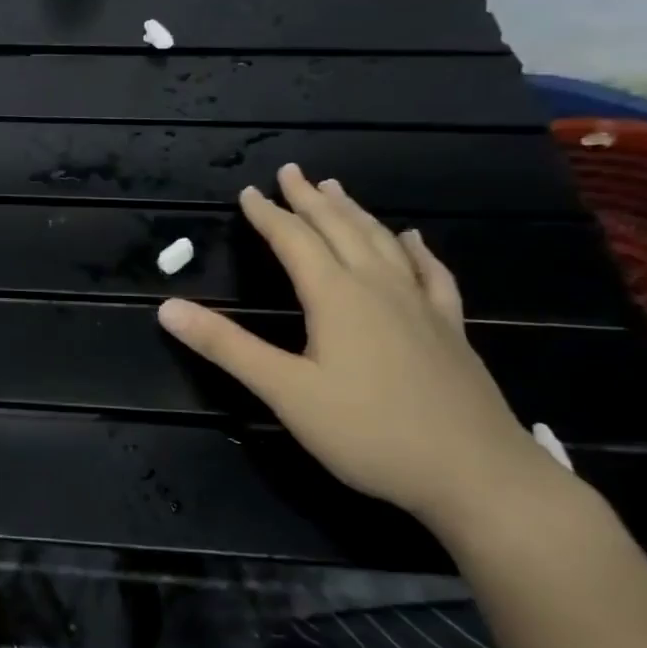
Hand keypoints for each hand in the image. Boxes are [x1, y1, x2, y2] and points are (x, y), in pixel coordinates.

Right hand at [158, 163, 566, 530]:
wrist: (479, 476)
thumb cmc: (370, 433)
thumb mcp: (286, 392)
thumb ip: (227, 347)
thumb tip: (168, 308)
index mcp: (336, 297)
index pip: (294, 241)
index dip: (268, 214)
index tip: (248, 191)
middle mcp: (378, 288)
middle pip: (340, 229)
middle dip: (310, 200)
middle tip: (292, 171)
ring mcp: (421, 306)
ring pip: (383, 243)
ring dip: (355, 213)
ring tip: (337, 189)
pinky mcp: (450, 329)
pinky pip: (432, 274)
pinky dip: (416, 250)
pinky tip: (414, 240)